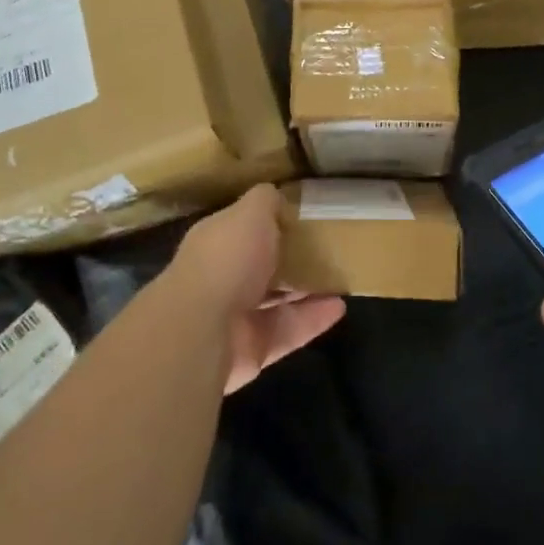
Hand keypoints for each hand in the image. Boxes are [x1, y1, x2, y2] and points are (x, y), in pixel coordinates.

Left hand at [170, 184, 346, 394]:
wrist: (203, 330)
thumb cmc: (227, 259)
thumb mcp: (250, 213)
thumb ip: (266, 201)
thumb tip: (278, 196)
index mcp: (217, 241)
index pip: (244, 227)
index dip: (271, 221)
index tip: (304, 215)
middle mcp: (223, 277)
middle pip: (262, 265)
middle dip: (291, 257)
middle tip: (328, 247)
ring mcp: (236, 316)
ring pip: (277, 300)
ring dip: (307, 289)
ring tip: (340, 276)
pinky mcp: (254, 348)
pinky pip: (289, 331)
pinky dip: (314, 320)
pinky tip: (340, 307)